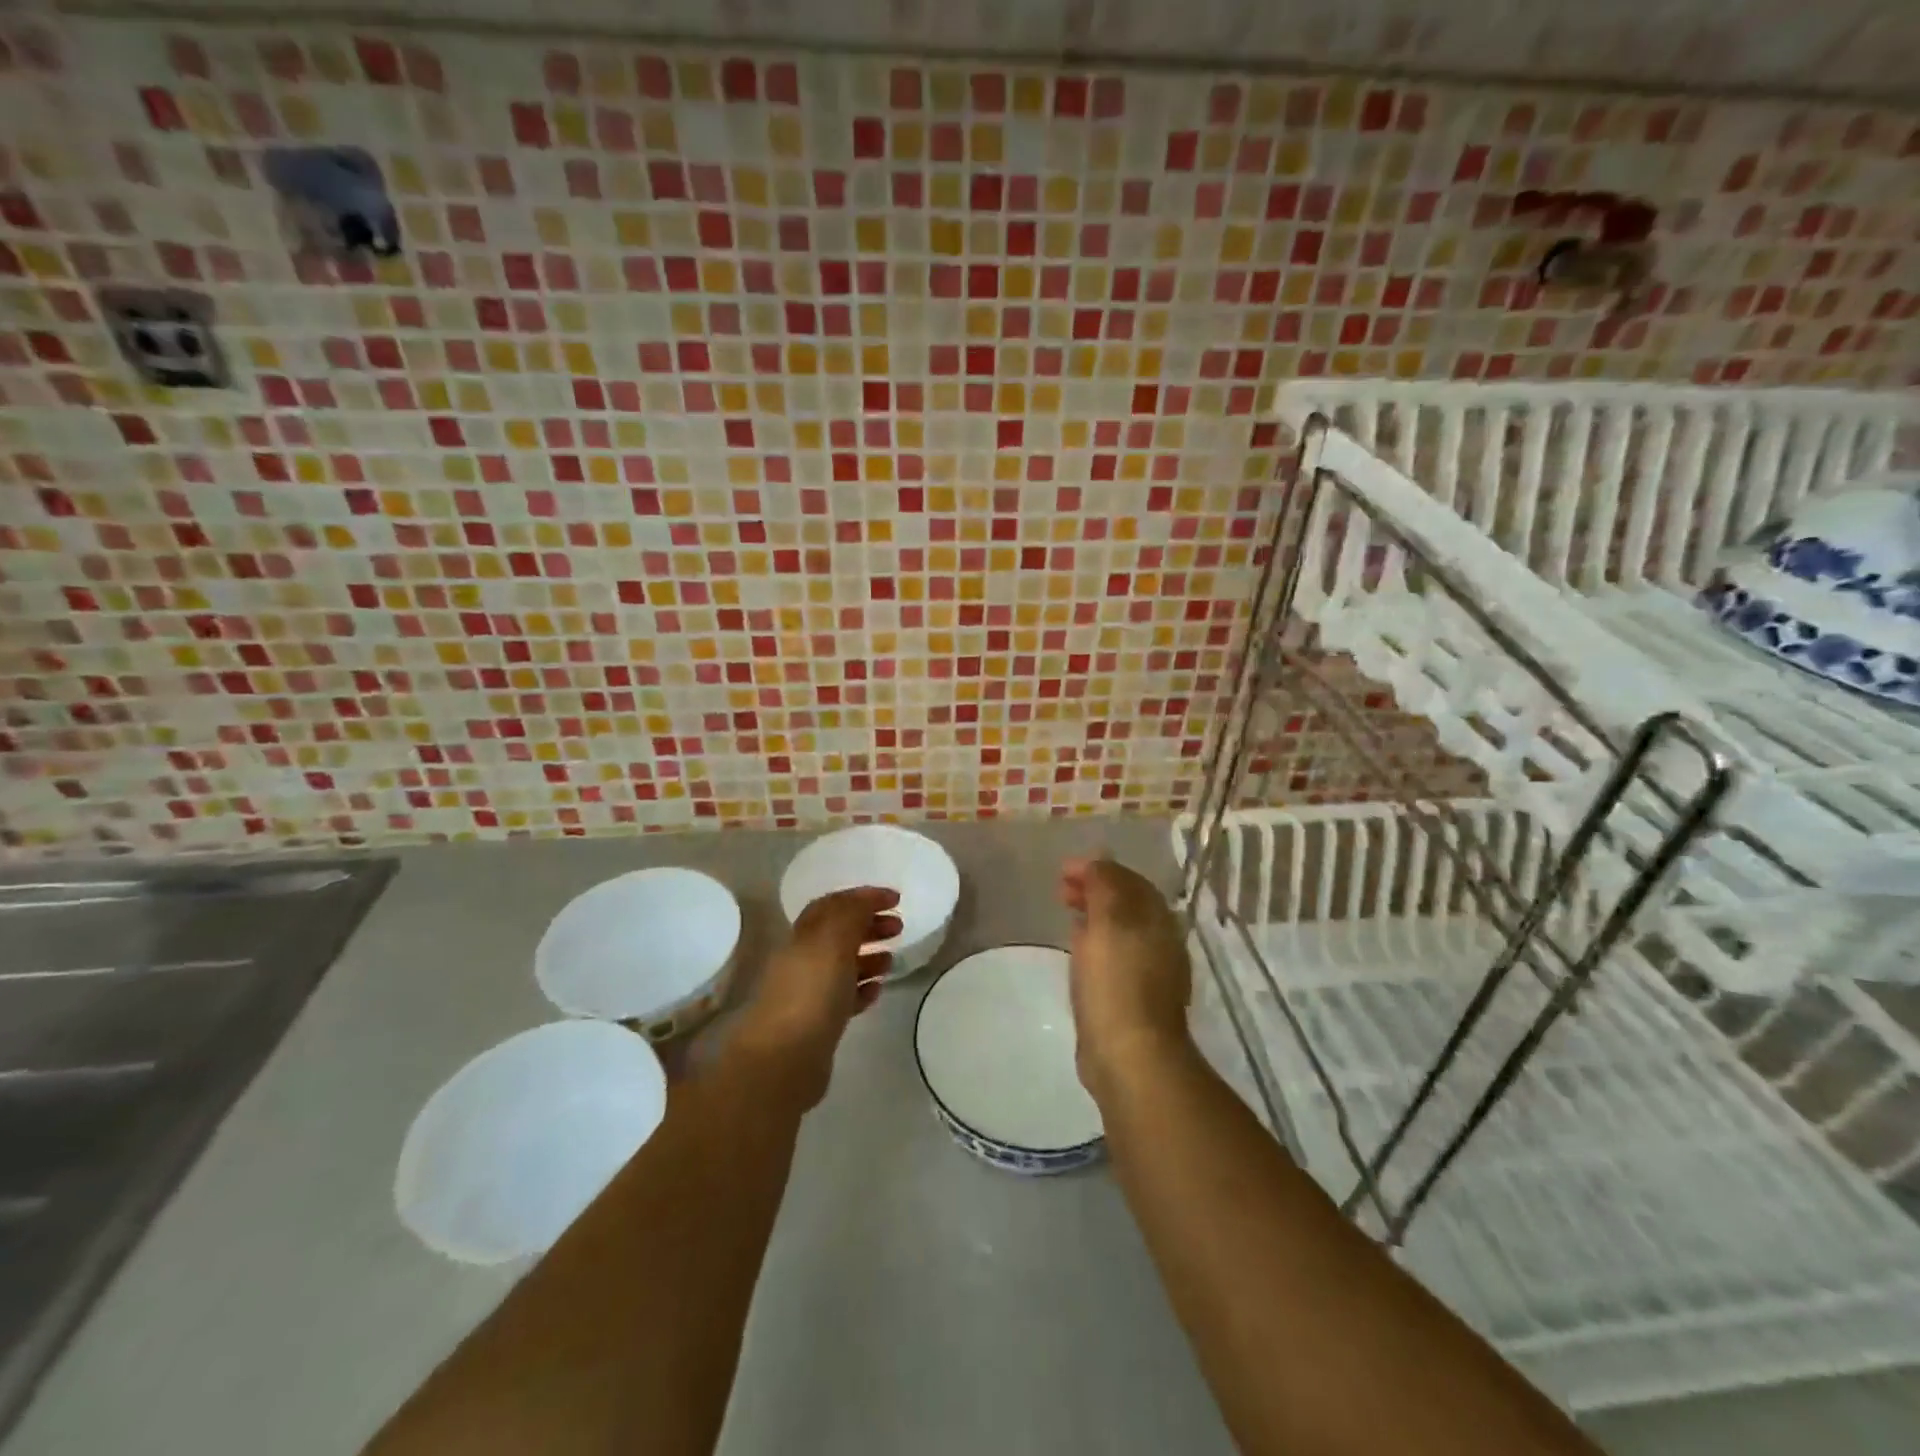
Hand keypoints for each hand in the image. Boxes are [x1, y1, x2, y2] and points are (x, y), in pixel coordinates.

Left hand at [733, 886, 900, 1106]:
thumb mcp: (834, 941)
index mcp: (804, 936)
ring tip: (892, 959)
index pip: (833, 905)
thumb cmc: (811, 993)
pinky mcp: (818, 1024)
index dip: (863, 897)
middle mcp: (803, 960)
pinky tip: (877, 991)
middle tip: (899, 926)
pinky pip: (844, 998)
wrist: (784, 1060)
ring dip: (868, 956)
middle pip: (838, 933)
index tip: (895, 898)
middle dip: (869, 925)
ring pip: (842, 966)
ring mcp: (809, 993)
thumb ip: (852, 914)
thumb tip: (867, 899)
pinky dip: (862, 989)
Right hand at [1060, 858, 1191, 1103]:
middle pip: (1126, 904)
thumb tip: (1099, 860)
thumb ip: (1104, 885)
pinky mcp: (1132, 998)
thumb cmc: (1117, 981)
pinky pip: (1113, 955)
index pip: (1129, 881)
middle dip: (1095, 890)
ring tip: (1066, 912)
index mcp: (1157, 920)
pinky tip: (1076, 949)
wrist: (1129, 1055)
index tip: (1063, 870)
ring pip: (1119, 930)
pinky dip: (1094, 941)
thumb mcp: (1109, 921)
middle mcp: (1159, 942)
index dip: (1098, 869)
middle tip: (1061, 889)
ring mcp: (1148, 972)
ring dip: (1094, 914)